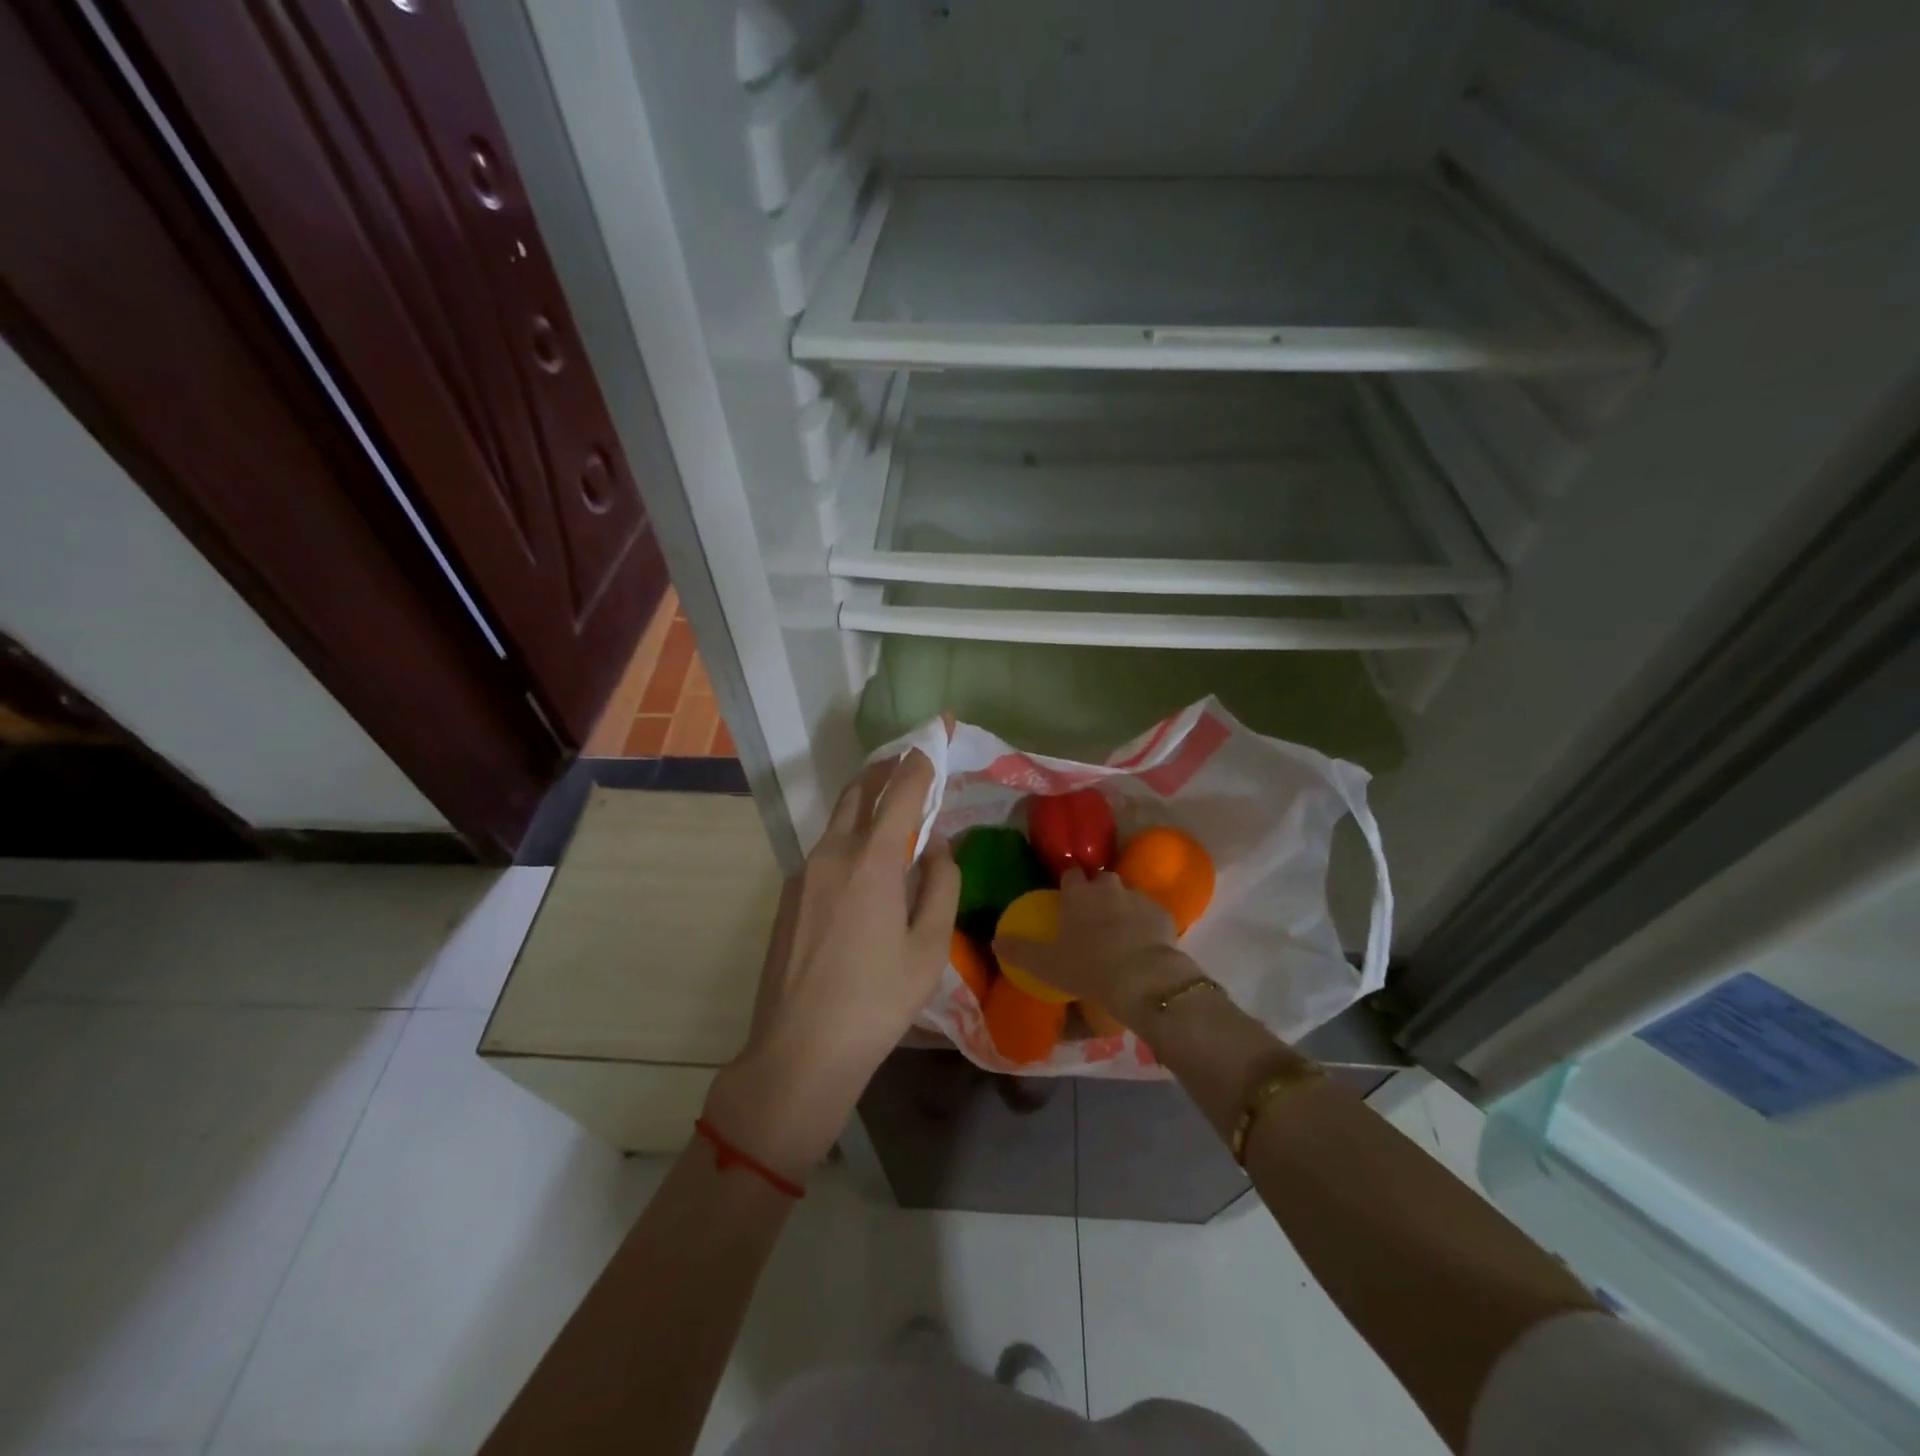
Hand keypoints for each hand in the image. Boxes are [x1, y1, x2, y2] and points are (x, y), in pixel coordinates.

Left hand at [704, 750, 959, 1178]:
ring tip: (895, 809)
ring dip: (867, 802)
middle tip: (912, 762)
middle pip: (859, 791)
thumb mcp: (929, 947)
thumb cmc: (876, 1002)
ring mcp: (804, 872)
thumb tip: (937, 846)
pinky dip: (851, 836)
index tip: (935, 739)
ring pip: (839, 819)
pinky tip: (868, 864)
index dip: (920, 762)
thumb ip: (941, 885)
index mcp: (872, 861)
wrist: (799, 1051)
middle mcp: (832, 853)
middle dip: (886, 769)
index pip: (900, 791)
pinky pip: (826, 849)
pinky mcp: (790, 894)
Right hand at [993, 867, 1189, 1030]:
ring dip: (1122, 906)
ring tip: (1119, 931)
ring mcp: (1138, 898)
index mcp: (1078, 893)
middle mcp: (1108, 888)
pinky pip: (1150, 914)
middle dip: (1097, 890)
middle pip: (1101, 879)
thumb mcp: (1045, 964)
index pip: (1070, 874)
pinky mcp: (1163, 914)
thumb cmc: (1088, 967)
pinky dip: (1145, 923)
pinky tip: (1143, 943)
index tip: (1066, 896)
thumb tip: (996, 940)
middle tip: (1092, 915)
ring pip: (1127, 895)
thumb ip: (1019, 950)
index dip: (1067, 883)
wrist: (1143, 978)